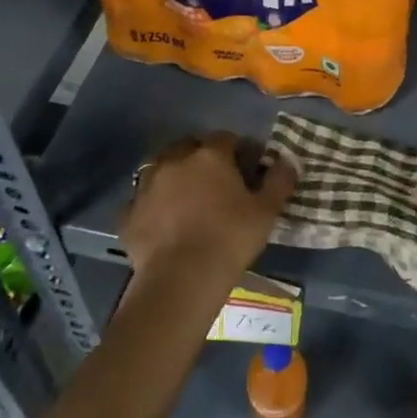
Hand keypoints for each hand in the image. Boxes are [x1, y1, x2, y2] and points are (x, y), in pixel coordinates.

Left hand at [121, 132, 296, 285]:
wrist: (181, 279)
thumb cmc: (230, 239)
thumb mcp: (267, 211)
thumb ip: (279, 180)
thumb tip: (288, 160)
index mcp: (209, 155)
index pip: (226, 138)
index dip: (239, 150)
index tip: (248, 168)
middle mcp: (174, 160)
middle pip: (189, 147)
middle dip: (202, 158)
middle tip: (217, 182)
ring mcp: (146, 185)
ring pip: (162, 169)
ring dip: (175, 177)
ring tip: (188, 200)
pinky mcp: (128, 213)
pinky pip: (144, 201)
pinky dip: (154, 206)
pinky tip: (164, 223)